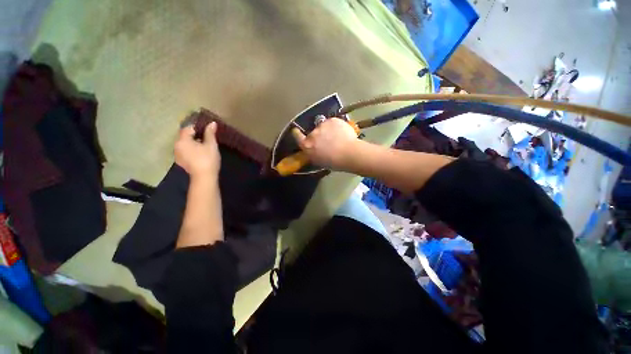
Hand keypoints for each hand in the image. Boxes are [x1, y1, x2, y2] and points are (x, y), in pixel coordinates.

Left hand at [175, 122, 220, 178]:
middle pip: (185, 136)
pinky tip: (200, 154)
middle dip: (195, 135)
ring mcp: (178, 155)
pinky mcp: (181, 162)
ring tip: (204, 146)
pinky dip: (191, 150)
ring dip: (193, 143)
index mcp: (182, 140)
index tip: (207, 130)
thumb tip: (212, 123)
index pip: (188, 128)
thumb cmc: (208, 159)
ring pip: (185, 144)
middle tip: (207, 138)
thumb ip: (210, 133)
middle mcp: (177, 146)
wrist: (204, 177)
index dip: (197, 127)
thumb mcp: (211, 145)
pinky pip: (185, 151)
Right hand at [292, 117, 358, 169]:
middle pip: (313, 132)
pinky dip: (336, 126)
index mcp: (307, 145)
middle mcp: (313, 134)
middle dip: (318, 135)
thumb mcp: (319, 161)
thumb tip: (314, 149)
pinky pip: (332, 122)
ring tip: (337, 137)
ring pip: (323, 126)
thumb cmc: (334, 162)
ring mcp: (322, 125)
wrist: (349, 153)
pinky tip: (342, 133)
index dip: (296, 133)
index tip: (296, 130)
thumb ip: (313, 153)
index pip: (297, 136)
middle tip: (328, 141)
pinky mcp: (332, 120)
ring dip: (327, 130)